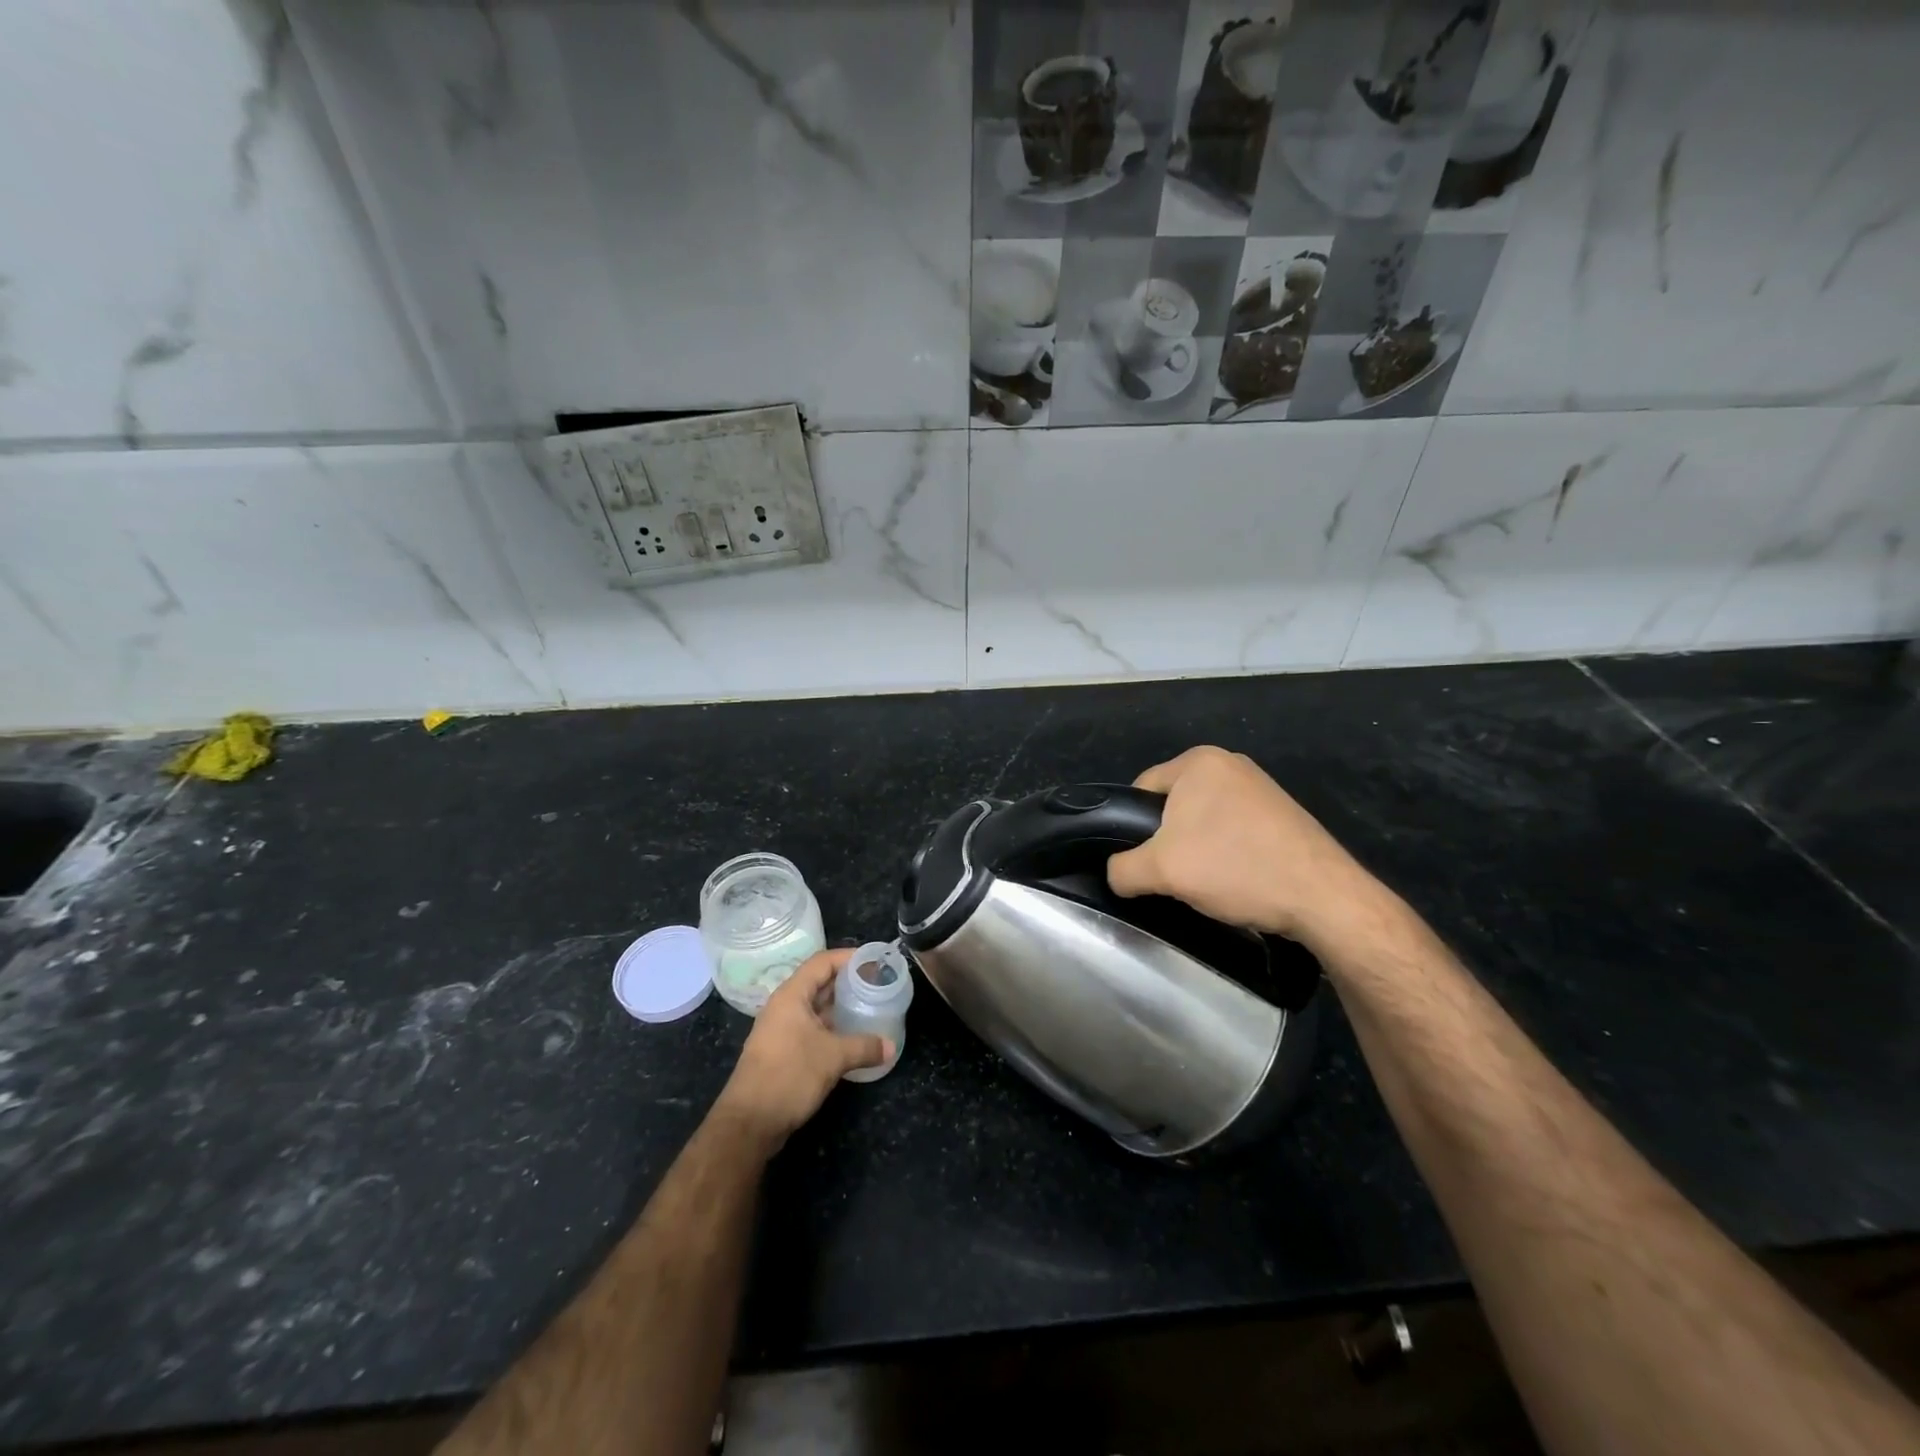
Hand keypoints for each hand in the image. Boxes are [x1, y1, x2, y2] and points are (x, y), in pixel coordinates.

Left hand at [714, 950, 890, 1149]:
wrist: (749, 1122)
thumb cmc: (790, 1075)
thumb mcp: (833, 1057)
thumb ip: (864, 1047)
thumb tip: (891, 1046)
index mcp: (792, 996)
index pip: (822, 962)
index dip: (848, 957)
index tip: (874, 960)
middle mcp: (784, 1006)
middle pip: (819, 982)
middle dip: (847, 981)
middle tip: (877, 983)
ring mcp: (781, 1029)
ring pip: (815, 1008)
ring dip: (840, 1006)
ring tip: (869, 1006)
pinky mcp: (782, 1051)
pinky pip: (812, 1028)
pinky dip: (832, 1027)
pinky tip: (852, 1037)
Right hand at [1106, 746, 1384, 948]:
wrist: (1323, 898)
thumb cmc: (1235, 868)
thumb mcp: (1160, 871)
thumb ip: (1122, 869)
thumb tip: (1116, 874)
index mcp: (1198, 761)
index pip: (1141, 789)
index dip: (1131, 828)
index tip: (1141, 862)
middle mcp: (1230, 763)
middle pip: (1173, 805)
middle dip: (1168, 841)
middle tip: (1173, 876)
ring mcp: (1261, 787)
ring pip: (1204, 820)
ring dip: (1198, 849)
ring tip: (1207, 883)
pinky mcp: (1283, 813)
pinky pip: (1235, 829)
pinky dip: (1228, 853)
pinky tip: (1237, 880)